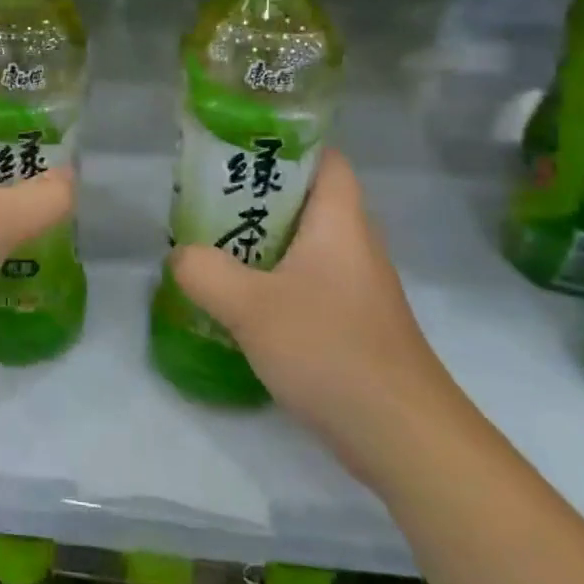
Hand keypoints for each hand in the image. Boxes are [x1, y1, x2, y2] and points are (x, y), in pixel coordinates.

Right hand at [168, 150, 461, 483]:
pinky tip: (240, 302)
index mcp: (339, 222)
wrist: (403, 437)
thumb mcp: (250, 306)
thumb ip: (204, 272)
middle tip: (206, 201)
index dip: (284, 146)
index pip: (323, 159)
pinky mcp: (352, 324)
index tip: (235, 152)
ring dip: (260, 242)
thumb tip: (180, 256)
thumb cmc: (330, 350)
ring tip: (212, 245)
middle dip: (255, 197)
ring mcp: (356, 287)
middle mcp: (353, 245)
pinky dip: (273, 281)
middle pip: (306, 201)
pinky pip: (306, 283)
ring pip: (303, 245)